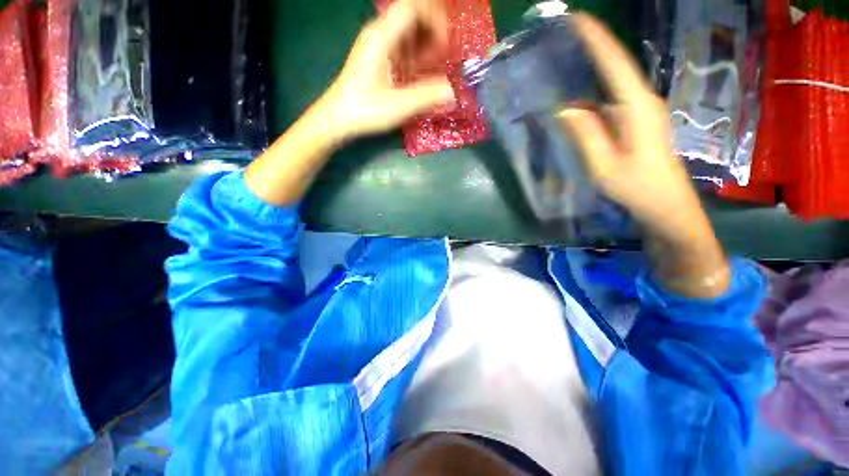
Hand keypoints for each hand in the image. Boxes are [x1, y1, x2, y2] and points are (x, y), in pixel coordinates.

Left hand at [318, 0, 454, 141]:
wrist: (337, 118)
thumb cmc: (365, 111)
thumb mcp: (399, 105)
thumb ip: (428, 96)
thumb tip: (454, 90)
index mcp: (381, 36)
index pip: (413, 7)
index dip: (435, 20)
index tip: (444, 46)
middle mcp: (378, 33)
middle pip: (411, 15)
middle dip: (431, 32)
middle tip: (440, 59)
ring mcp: (375, 44)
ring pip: (406, 30)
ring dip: (423, 44)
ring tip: (429, 68)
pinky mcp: (375, 56)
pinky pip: (399, 44)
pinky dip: (413, 54)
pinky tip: (415, 73)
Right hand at [560, 14, 729, 296]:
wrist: (667, 206)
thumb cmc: (638, 189)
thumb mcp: (605, 166)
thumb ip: (586, 136)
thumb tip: (566, 109)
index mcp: (637, 109)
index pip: (615, 64)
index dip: (597, 39)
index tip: (577, 18)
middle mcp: (641, 103)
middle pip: (614, 68)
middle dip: (592, 50)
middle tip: (564, 38)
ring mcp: (639, 113)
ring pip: (611, 87)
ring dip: (589, 74)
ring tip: (563, 66)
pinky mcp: (635, 124)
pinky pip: (609, 104)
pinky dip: (591, 99)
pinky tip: (574, 104)